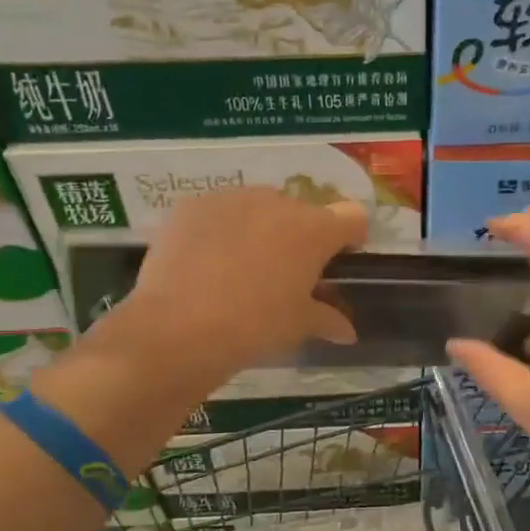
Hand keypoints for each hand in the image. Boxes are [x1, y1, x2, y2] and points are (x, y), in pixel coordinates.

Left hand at [115, 186, 367, 385]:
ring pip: (259, 207)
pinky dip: (221, 230)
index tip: (338, 260)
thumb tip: (346, 331)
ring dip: (260, 229)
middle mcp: (278, 203)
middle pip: (302, 211)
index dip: (350, 237)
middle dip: (299, 236)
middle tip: (284, 272)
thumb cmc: (254, 327)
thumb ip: (327, 319)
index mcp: (314, 230)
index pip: (351, 216)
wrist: (178, 328)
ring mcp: (232, 199)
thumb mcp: (298, 326)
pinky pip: (220, 212)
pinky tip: (206, 262)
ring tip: (241, 267)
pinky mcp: (193, 204)